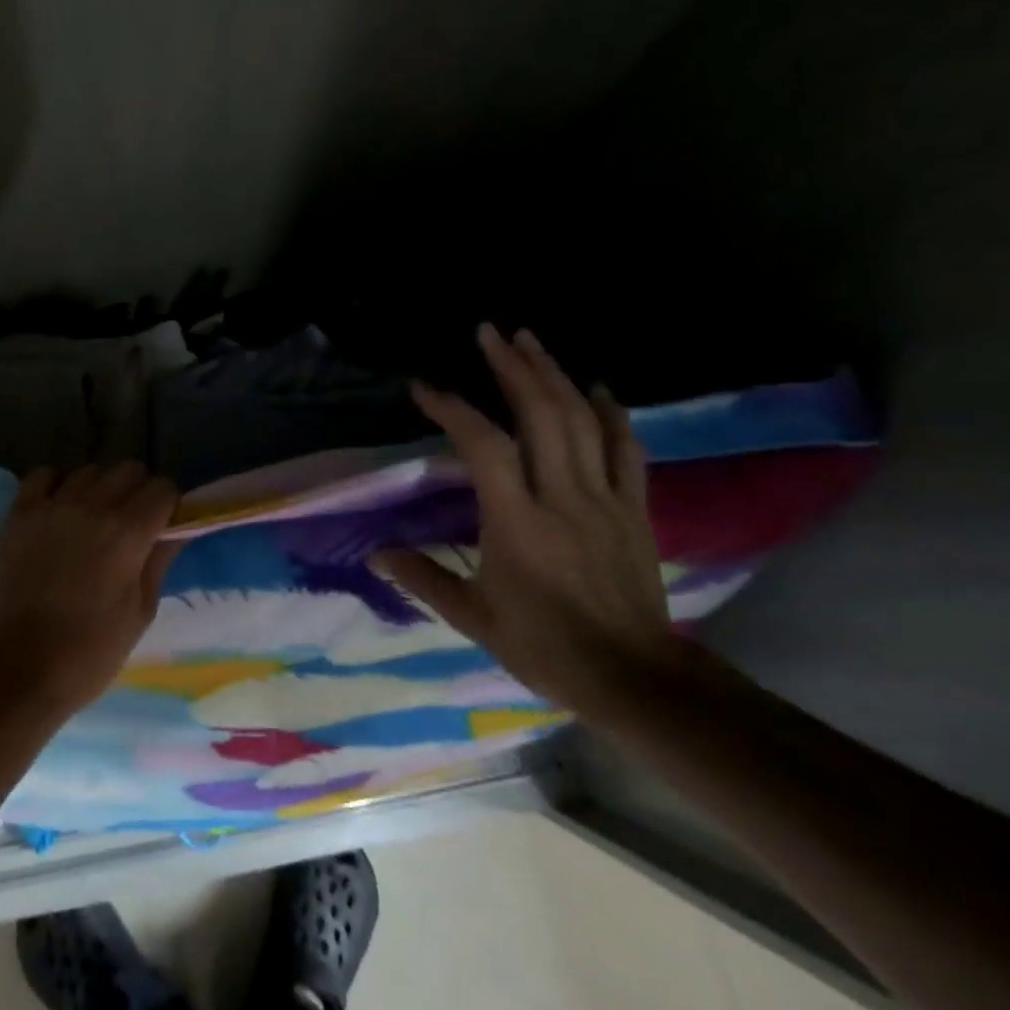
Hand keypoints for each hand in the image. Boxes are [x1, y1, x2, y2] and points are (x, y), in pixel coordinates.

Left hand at [0, 462, 181, 715]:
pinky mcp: (18, 514)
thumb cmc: (90, 652)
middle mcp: (92, 507)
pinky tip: (58, 508)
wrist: (18, 669)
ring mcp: (51, 506)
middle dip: (138, 490)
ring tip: (92, 518)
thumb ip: (159, 561)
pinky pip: (43, 475)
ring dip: (99, 488)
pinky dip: (56, 484)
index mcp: (128, 532)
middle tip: (131, 522)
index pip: (163, 488)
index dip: (168, 505)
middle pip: (128, 470)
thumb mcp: (140, 612)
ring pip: (88, 470)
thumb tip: (177, 530)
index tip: (163, 525)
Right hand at [371, 325, 673, 713]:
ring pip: (583, 421)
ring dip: (555, 375)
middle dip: (513, 367)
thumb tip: (376, 553)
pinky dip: (612, 413)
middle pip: (541, 415)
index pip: (482, 446)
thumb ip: (423, 579)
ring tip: (530, 341)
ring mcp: (604, 499)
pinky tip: (598, 387)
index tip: (425, 387)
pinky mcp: (634, 509)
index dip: (453, 408)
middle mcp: (561, 497)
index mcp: (516, 522)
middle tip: (489, 332)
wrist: (633, 676)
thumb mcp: (473, 617)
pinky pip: (627, 450)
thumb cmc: (544, 646)